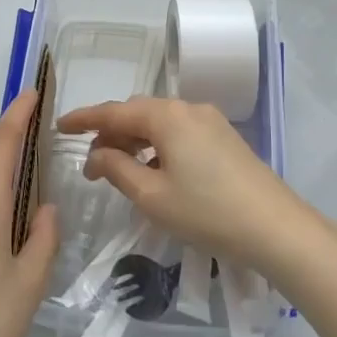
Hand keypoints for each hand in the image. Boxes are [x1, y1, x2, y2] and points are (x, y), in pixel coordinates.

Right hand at [55, 97, 310, 272]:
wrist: (276, 228)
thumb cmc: (207, 212)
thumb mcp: (152, 196)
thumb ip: (117, 169)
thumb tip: (97, 154)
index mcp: (167, 116)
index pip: (115, 111)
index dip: (84, 118)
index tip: (60, 126)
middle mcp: (188, 108)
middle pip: (138, 112)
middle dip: (111, 131)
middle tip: (90, 160)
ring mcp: (210, 121)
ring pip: (160, 122)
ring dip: (135, 140)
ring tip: (118, 168)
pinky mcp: (224, 138)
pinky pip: (179, 132)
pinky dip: (158, 146)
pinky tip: (154, 171)